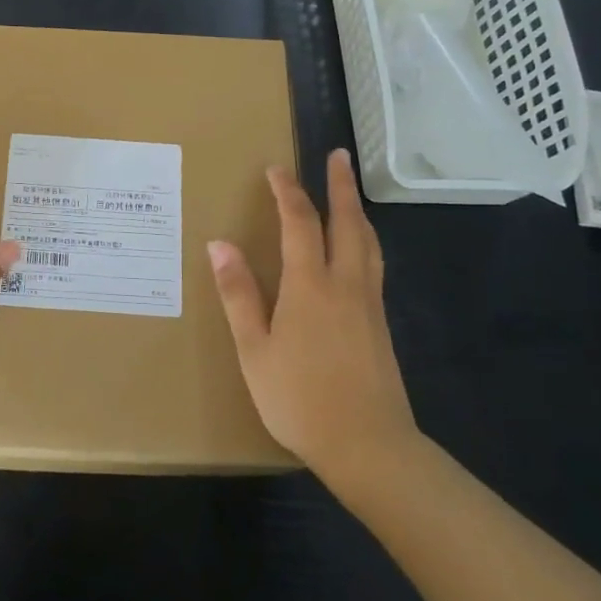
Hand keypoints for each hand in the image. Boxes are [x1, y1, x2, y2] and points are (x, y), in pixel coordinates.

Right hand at [207, 149, 415, 479]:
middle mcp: (345, 284)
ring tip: (350, 192)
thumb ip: (238, 294)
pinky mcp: (380, 324)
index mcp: (310, 286)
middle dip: (340, 186)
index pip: (299, 223)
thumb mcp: (254, 349)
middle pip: (347, 223)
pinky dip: (365, 240)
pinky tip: (359, 250)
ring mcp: (369, 304)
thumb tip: (219, 244)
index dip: (287, 192)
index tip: (276, 168)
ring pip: (368, 243)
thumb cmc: (299, 399)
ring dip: (357, 210)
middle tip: (337, 155)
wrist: (369, 445)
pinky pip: (373, 265)